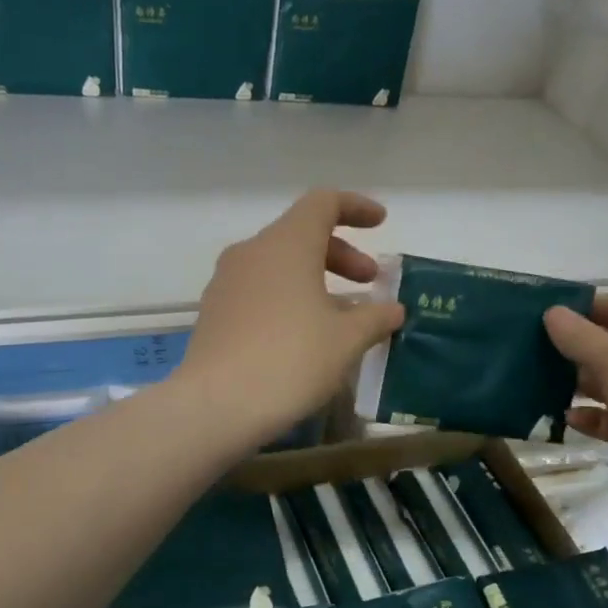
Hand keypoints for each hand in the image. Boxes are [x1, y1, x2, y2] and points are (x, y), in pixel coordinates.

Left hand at [176, 189, 405, 443]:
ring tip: (341, 315)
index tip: (380, 224)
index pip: (323, 203)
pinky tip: (305, 335)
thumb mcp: (346, 340)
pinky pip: (260, 290)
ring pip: (279, 265)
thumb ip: (375, 317)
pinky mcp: (215, 312)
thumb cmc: (291, 360)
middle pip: (301, 234)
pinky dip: (289, 298)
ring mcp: (227, 282)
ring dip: (315, 279)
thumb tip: (392, 309)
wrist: (217, 405)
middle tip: (369, 283)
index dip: (356, 208)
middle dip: (341, 254)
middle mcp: (252, 252)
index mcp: (287, 244)